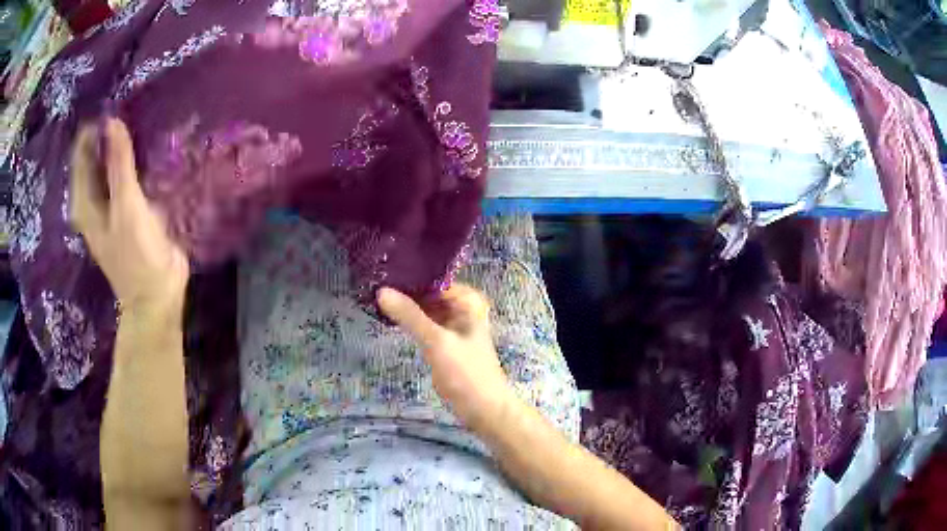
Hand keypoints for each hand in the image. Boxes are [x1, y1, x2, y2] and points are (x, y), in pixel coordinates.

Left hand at [70, 118, 188, 313]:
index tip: (117, 104)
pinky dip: (133, 160)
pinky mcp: (128, 207)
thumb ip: (119, 164)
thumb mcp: (126, 207)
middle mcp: (93, 199)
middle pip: (96, 156)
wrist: (157, 295)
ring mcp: (111, 204)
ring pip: (111, 164)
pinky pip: (126, 175)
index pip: (82, 153)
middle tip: (132, 107)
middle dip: (109, 133)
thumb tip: (112, 121)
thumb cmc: (136, 255)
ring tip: (140, 120)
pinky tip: (147, 148)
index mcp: (85, 201)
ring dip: (122, 145)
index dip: (95, 128)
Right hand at [378, 284, 514, 430]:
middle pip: (429, 292)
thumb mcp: (436, 341)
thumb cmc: (466, 373)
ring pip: (425, 308)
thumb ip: (410, 316)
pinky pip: (424, 324)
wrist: (484, 409)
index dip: (409, 275)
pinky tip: (389, 316)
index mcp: (468, 301)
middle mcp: (462, 308)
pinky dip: (409, 321)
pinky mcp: (444, 342)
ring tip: (375, 295)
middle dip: (404, 290)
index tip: (381, 271)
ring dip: (405, 305)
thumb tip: (382, 291)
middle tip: (372, 282)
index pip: (433, 279)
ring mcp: (453, 326)